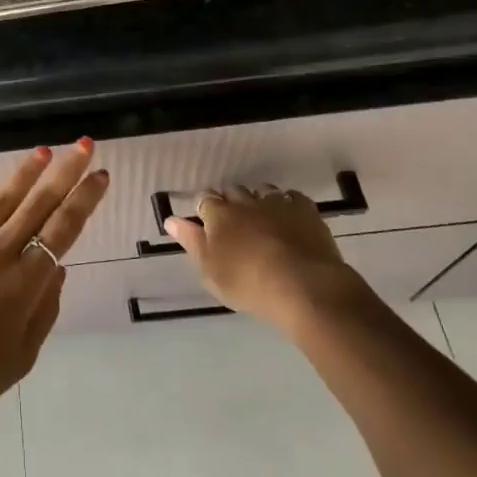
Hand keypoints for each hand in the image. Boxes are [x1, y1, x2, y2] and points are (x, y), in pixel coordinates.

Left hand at [0, 140, 109, 434]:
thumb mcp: (22, 357)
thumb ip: (43, 309)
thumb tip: (57, 267)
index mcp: (23, 285)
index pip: (62, 231)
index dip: (84, 200)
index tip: (100, 175)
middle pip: (36, 206)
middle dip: (64, 173)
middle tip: (82, 145)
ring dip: (23, 175)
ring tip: (42, 151)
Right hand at [161, 184, 365, 333]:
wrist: (303, 286)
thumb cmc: (248, 283)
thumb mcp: (210, 271)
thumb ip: (191, 242)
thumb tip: (171, 220)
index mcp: (219, 214)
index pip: (204, 199)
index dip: (204, 208)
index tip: (206, 223)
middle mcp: (245, 201)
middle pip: (233, 191)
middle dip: (231, 202)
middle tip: (234, 225)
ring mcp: (277, 202)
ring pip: (262, 190)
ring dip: (258, 200)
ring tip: (261, 219)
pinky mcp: (305, 210)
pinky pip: (292, 197)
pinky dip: (287, 203)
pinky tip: (288, 217)